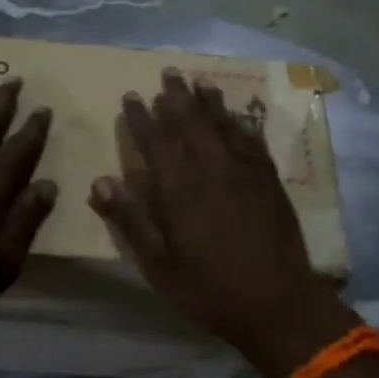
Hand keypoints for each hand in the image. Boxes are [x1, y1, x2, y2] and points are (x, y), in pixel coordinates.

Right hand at [89, 70, 350, 377]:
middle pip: (191, 122)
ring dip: (209, 101)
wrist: (278, 305)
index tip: (132, 96)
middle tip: (168, 72)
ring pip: (224, 125)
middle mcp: (212, 170)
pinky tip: (237, 116)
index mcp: (180, 190)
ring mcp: (245, 172)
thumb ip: (130, 221)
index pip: (156, 141)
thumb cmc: (210, 290)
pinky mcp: (270, 180)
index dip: (142, 117)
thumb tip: (99, 182)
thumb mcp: (158, 266)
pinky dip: (241, 123)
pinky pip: (252, 140)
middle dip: (177, 96)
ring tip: (199, 82)